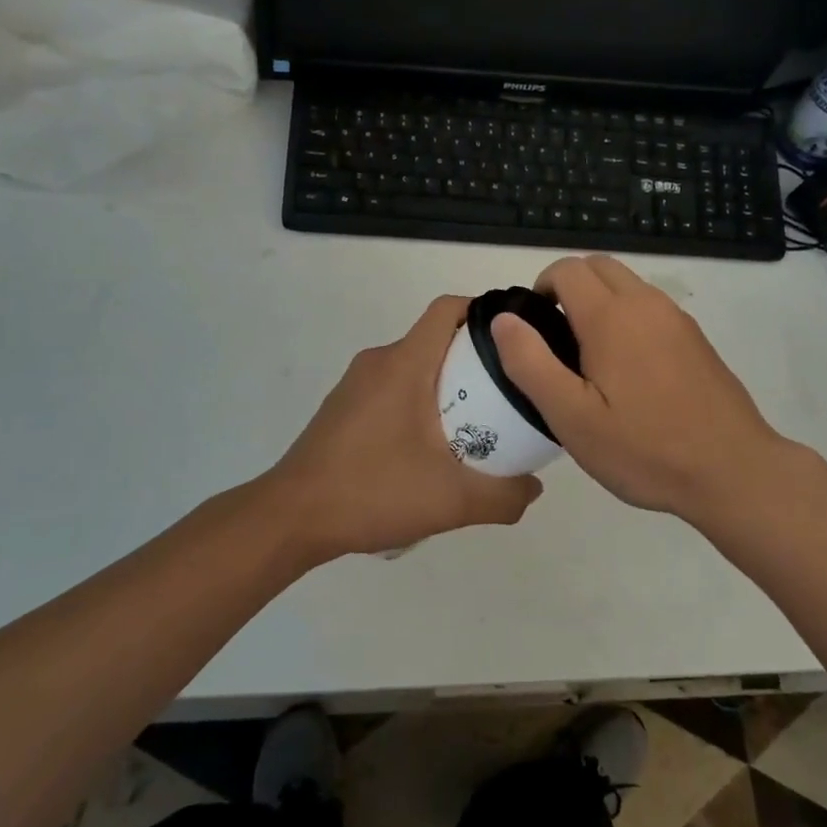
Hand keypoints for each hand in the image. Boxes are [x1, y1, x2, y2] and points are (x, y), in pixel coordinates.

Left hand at [255, 295, 543, 563]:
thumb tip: (534, 487)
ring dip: (447, 383)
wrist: (292, 517)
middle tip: (507, 392)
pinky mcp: (344, 407)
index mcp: (405, 364)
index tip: (515, 338)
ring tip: (476, 423)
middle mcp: (379, 362)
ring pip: (414, 366)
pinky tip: (429, 447)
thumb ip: (503, 496)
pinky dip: (419, 401)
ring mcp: (356, 384)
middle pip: (436, 339)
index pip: (447, 309)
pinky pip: (392, 387)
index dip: (484, 311)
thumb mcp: (451, 501)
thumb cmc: (372, 491)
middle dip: (475, 358)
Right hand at [490, 255, 798, 525]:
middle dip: (569, 286)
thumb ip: (531, 363)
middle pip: (598, 266)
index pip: (567, 269)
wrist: (732, 471)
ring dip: (600, 300)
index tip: (534, 328)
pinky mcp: (696, 338)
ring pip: (628, 284)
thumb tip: (504, 319)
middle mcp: (646, 303)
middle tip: (557, 338)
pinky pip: (651, 308)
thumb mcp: (572, 417)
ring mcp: (677, 319)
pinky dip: (628, 317)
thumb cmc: (645, 449)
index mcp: (611, 316)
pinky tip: (629, 372)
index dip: (541, 287)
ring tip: (589, 358)